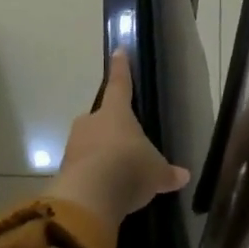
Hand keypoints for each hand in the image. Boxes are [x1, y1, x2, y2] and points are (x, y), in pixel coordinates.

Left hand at [44, 52, 189, 239]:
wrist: (89, 197)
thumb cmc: (129, 169)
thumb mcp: (156, 173)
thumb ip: (167, 172)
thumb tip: (184, 175)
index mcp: (116, 112)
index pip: (120, 84)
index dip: (121, 68)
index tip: (118, 50)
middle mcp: (91, 122)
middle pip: (101, 118)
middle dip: (110, 128)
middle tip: (124, 143)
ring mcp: (74, 145)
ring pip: (89, 143)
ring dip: (100, 154)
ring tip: (116, 173)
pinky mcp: (64, 169)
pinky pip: (82, 166)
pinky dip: (92, 175)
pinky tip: (104, 190)